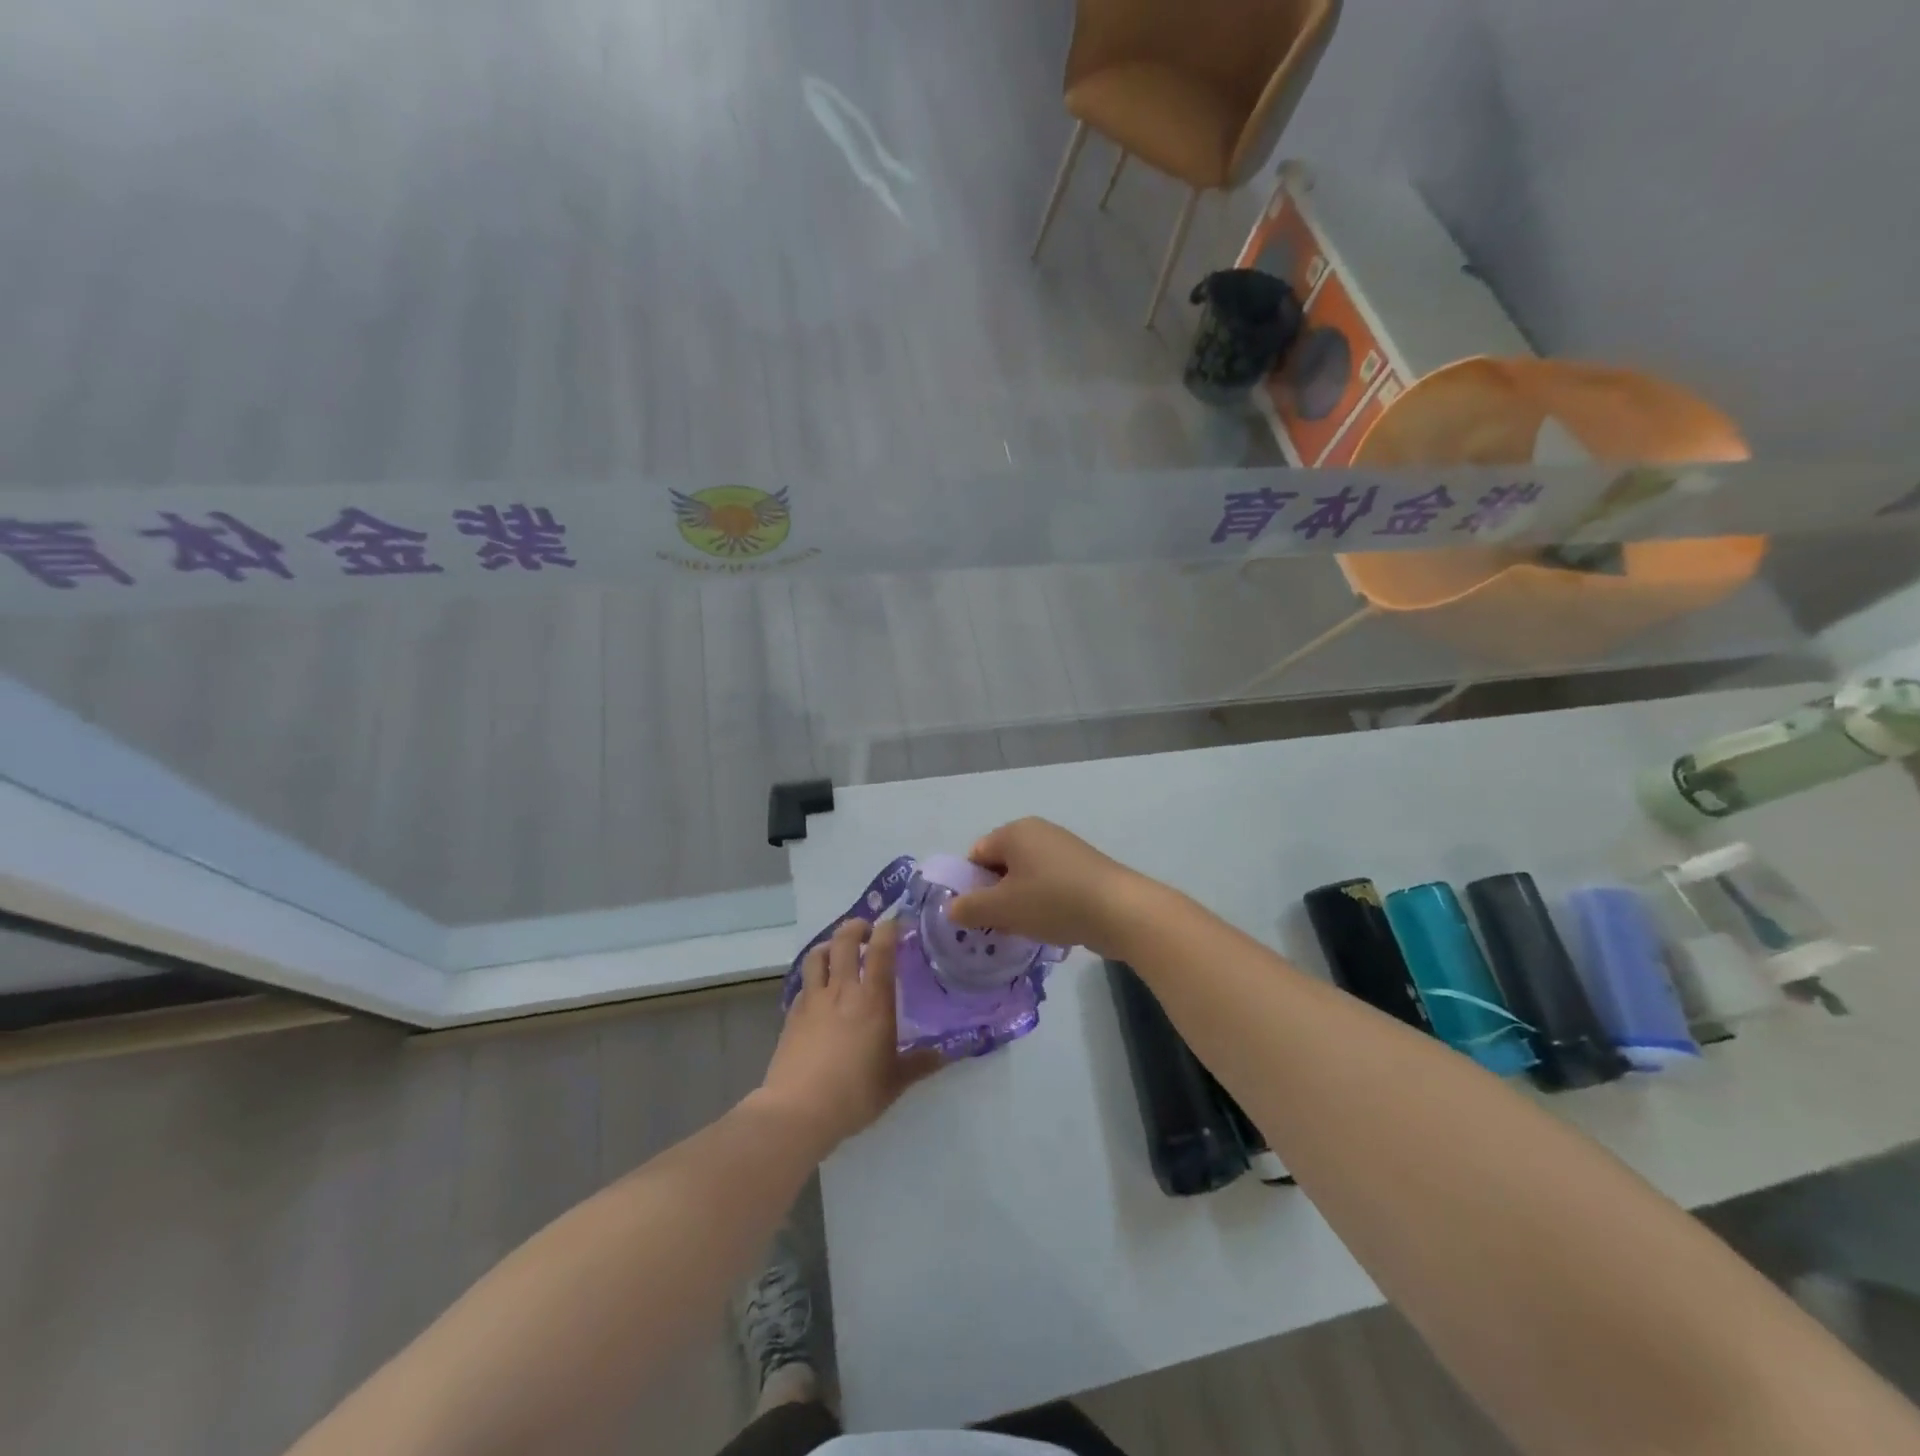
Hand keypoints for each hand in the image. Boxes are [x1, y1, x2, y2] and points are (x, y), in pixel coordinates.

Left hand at [754, 918, 942, 1153]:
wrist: (798, 1111)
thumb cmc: (855, 1094)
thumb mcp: (895, 1082)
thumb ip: (920, 1063)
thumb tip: (946, 1054)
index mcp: (873, 1000)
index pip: (880, 950)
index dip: (888, 929)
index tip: (895, 923)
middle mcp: (842, 990)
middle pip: (844, 940)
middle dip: (856, 927)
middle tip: (867, 931)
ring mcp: (813, 1000)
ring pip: (817, 955)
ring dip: (830, 945)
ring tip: (839, 951)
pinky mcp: (792, 1015)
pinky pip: (804, 984)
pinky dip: (814, 977)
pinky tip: (819, 991)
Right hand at [947, 818, 1150, 956]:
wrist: (1119, 910)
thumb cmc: (1053, 901)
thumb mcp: (1002, 908)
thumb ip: (969, 908)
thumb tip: (950, 908)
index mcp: (1015, 831)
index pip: (976, 854)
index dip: (970, 885)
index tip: (976, 915)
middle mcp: (1039, 832)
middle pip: (1001, 865)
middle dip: (995, 896)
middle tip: (997, 926)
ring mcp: (1064, 848)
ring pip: (1026, 877)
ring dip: (1020, 903)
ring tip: (1026, 930)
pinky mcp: (1084, 868)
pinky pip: (1050, 884)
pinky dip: (1044, 903)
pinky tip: (1051, 926)